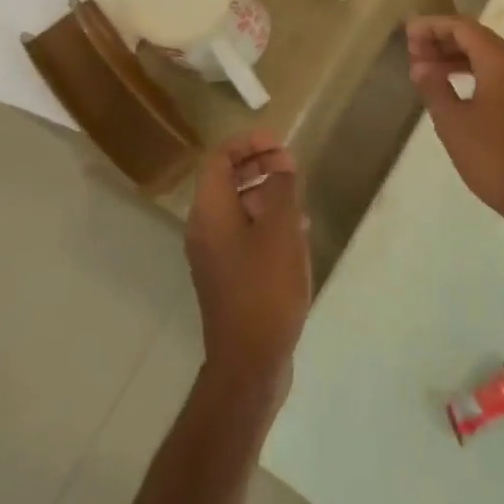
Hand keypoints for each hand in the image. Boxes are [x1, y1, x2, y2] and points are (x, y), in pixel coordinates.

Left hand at [186, 131, 311, 404]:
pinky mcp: (228, 276)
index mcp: (210, 211)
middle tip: (292, 166)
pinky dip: (266, 222)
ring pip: (237, 208)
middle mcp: (204, 228)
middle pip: (226, 181)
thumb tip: (282, 163)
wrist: (249, 360)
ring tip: (300, 198)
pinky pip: (244, 234)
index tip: (280, 144)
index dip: (248, 143)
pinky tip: (297, 233)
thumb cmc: (266, 287)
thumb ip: (282, 189)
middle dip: (259, 166)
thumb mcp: (281, 231)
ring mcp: (214, 255)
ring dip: (266, 194)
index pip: (220, 159)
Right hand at [406, 15, 503, 264]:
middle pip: (478, 39)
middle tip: (412, 51)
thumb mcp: (454, 124)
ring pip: (489, 58)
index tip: (408, 33)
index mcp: (501, 63)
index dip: (433, 26)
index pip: (464, 28)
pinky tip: (454, 90)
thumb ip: (434, 88)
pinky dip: (473, 74)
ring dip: (457, 59)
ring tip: (426, 70)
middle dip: (444, 40)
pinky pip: (499, 76)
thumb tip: (421, 65)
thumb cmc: (495, 159)